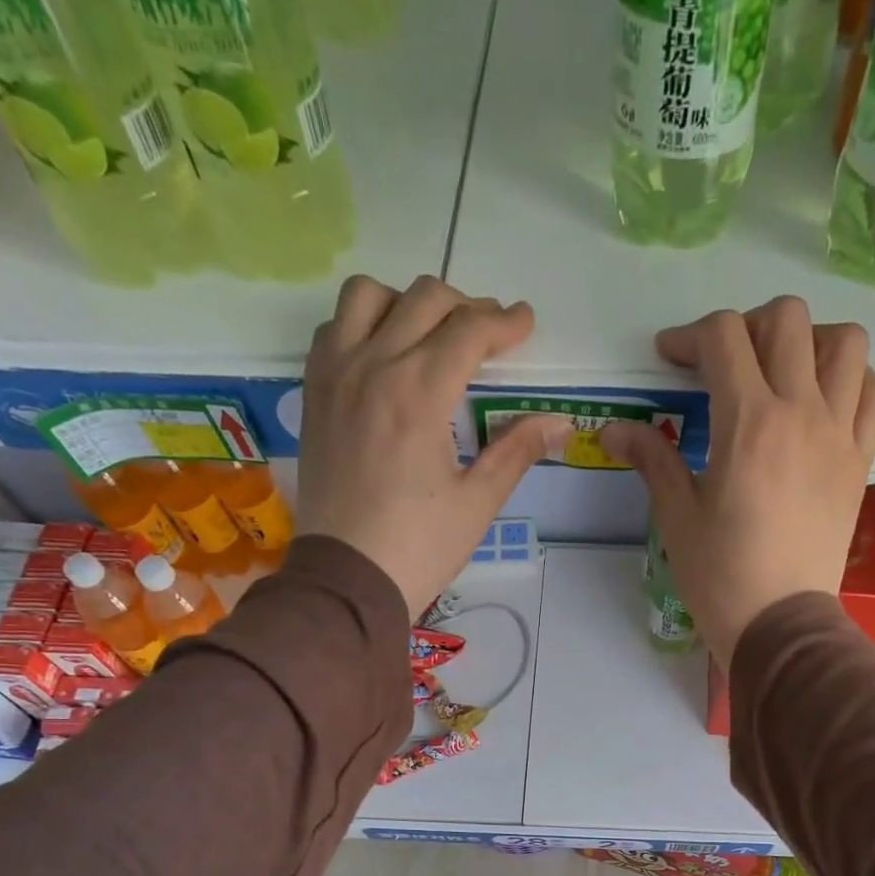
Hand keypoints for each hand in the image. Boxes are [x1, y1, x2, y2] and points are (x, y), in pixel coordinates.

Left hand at [298, 274, 571, 617]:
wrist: (347, 579)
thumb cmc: (419, 547)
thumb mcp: (477, 503)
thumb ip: (517, 451)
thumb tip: (560, 422)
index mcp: (419, 394)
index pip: (469, 331)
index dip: (505, 322)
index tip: (527, 324)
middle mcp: (373, 367)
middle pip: (424, 299)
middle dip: (466, 308)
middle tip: (489, 336)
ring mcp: (335, 376)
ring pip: (368, 296)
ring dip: (407, 303)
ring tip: (431, 335)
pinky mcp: (314, 393)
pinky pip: (334, 329)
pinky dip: (363, 324)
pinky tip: (384, 356)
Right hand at [600, 298, 874, 671]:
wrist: (781, 622)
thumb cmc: (721, 575)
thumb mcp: (678, 516)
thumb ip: (652, 459)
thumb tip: (613, 429)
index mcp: (749, 422)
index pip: (723, 337)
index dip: (688, 336)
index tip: (669, 359)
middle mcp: (802, 412)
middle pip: (786, 320)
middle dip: (747, 326)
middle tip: (725, 363)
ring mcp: (840, 434)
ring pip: (844, 342)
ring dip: (809, 341)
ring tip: (783, 372)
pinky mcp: (861, 460)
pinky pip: (872, 392)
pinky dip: (849, 379)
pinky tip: (823, 401)